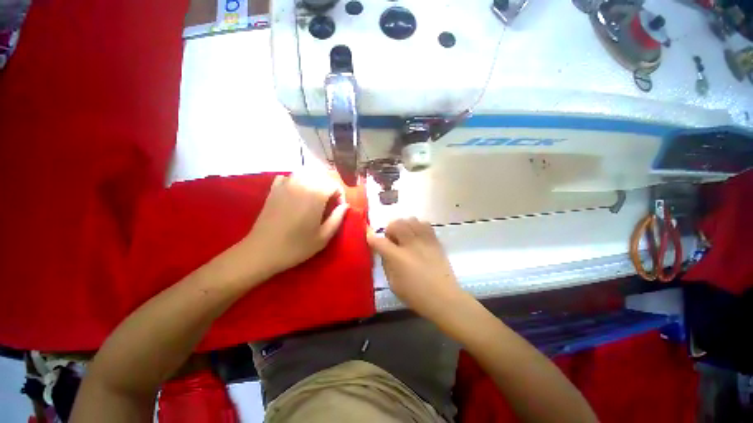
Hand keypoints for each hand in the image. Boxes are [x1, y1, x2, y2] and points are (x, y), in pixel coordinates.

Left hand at [241, 173, 347, 277]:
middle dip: (329, 187)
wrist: (262, 251)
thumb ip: (338, 218)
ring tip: (315, 198)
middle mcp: (301, 184)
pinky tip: (297, 194)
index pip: (334, 184)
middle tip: (328, 204)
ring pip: (305, 173)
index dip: (340, 196)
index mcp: (315, 195)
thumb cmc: (296, 246)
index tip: (337, 209)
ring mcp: (285, 184)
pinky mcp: (274, 189)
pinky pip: (289, 177)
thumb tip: (345, 205)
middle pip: (321, 176)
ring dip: (314, 182)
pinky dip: (297, 181)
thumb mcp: (324, 237)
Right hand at [367, 218, 464, 322]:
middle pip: (396, 224)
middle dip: (390, 228)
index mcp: (397, 257)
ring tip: (405, 236)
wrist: (444, 298)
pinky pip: (425, 224)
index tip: (368, 235)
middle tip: (392, 239)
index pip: (379, 241)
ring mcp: (424, 241)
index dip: (371, 236)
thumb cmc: (416, 295)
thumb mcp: (393, 284)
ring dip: (403, 225)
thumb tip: (385, 252)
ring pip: (411, 220)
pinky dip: (417, 226)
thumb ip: (387, 264)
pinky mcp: (435, 241)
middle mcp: (410, 244)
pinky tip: (417, 236)